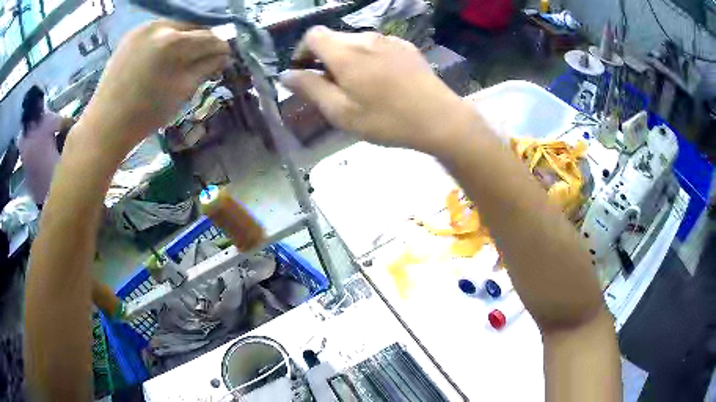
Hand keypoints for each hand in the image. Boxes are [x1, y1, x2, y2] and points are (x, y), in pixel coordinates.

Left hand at [81, 20, 230, 156]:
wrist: (106, 125)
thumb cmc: (145, 114)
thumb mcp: (181, 92)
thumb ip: (205, 68)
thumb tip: (223, 56)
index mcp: (174, 42)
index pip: (208, 37)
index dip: (220, 48)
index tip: (225, 58)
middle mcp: (160, 26)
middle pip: (192, 28)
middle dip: (201, 43)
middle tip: (204, 60)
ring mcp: (142, 28)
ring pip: (174, 28)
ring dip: (183, 41)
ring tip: (182, 59)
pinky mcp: (131, 35)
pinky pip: (157, 32)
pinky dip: (165, 42)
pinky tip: (163, 57)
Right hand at [280, 27, 474, 154]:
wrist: (440, 118)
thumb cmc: (387, 119)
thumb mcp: (341, 111)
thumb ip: (310, 89)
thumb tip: (286, 75)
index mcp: (345, 52)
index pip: (313, 35)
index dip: (303, 51)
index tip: (305, 72)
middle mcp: (365, 38)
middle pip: (334, 38)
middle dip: (325, 58)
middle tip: (332, 87)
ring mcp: (389, 39)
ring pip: (355, 42)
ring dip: (347, 58)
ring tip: (358, 86)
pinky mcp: (406, 46)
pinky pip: (377, 46)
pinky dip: (368, 58)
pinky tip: (381, 80)